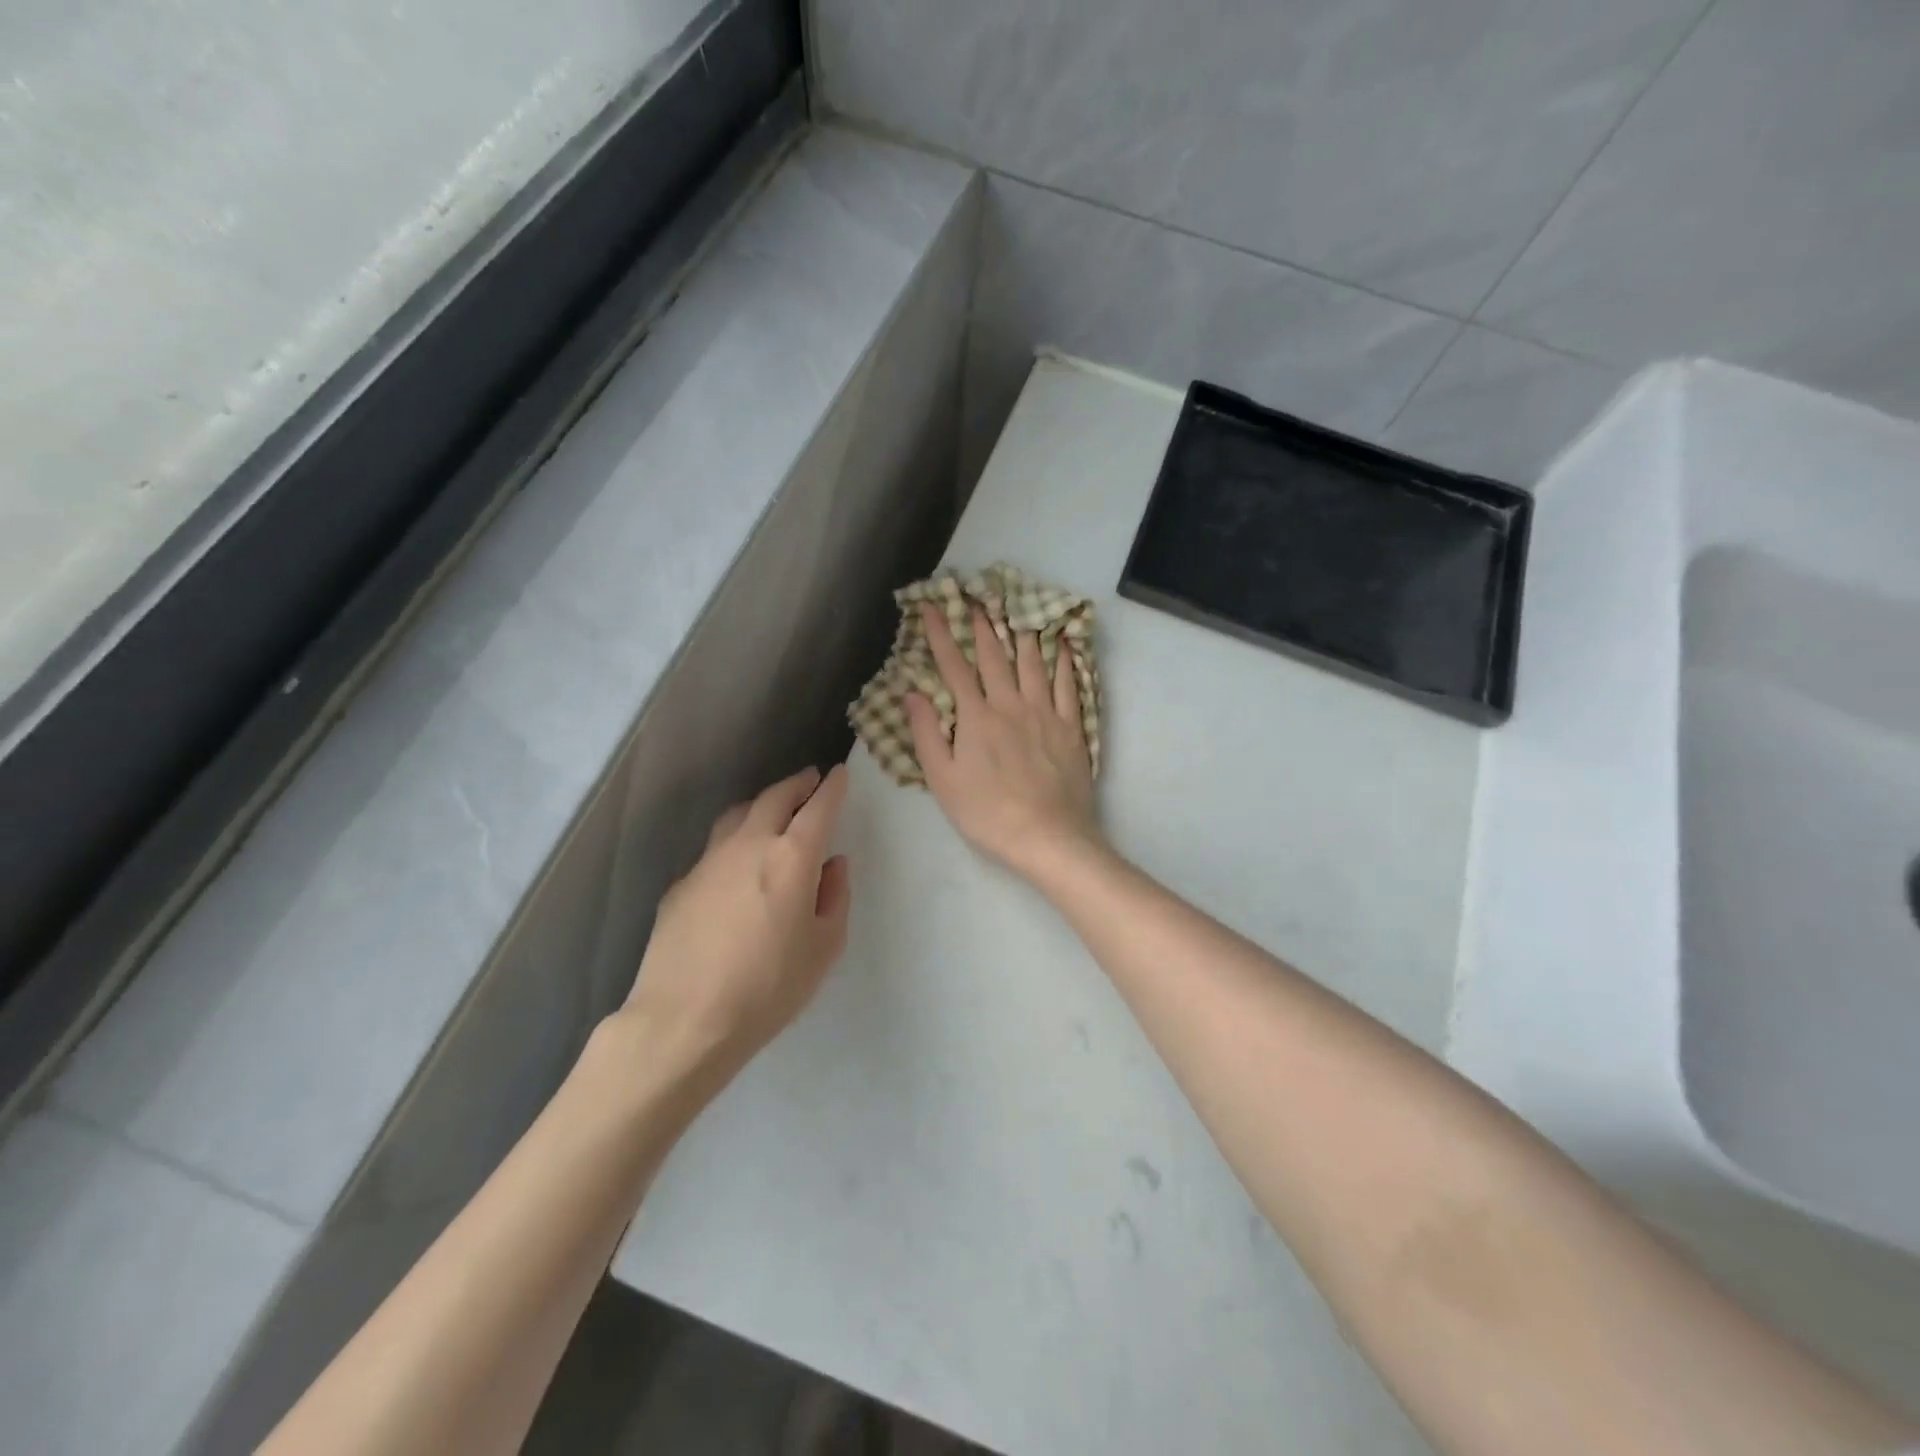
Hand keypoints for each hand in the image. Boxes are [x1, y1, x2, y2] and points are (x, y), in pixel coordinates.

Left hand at [620, 765, 851, 1087]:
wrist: (684, 1020)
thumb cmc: (768, 988)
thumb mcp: (823, 949)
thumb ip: (835, 897)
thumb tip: (833, 864)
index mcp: (792, 858)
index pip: (818, 807)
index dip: (832, 787)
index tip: (839, 773)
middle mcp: (749, 845)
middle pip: (775, 797)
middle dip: (797, 784)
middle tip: (810, 781)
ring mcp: (708, 861)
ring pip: (739, 814)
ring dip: (762, 805)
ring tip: (773, 811)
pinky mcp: (681, 883)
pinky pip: (715, 849)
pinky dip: (735, 842)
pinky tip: (737, 867)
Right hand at [906, 605, 1101, 880]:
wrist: (1048, 837)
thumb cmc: (988, 814)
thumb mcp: (943, 780)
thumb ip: (927, 734)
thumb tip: (912, 692)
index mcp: (976, 717)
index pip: (954, 667)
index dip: (941, 634)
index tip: (931, 607)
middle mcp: (1010, 705)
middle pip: (995, 656)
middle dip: (982, 625)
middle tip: (977, 598)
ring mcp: (1045, 713)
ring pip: (1033, 662)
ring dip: (1022, 632)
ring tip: (1017, 608)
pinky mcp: (1072, 727)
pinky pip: (1069, 684)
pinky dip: (1064, 660)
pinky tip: (1061, 643)